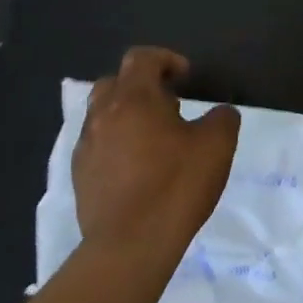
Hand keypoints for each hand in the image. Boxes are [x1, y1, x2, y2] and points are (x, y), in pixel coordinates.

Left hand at [72, 47, 240, 255]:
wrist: (130, 245)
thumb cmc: (176, 186)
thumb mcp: (217, 146)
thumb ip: (222, 118)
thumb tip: (219, 113)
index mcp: (134, 99)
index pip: (141, 58)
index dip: (166, 60)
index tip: (186, 78)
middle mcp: (103, 115)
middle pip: (115, 81)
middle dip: (141, 85)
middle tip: (169, 106)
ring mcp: (86, 146)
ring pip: (102, 113)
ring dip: (126, 115)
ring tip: (153, 138)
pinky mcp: (80, 175)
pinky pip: (97, 144)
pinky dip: (116, 143)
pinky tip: (137, 168)